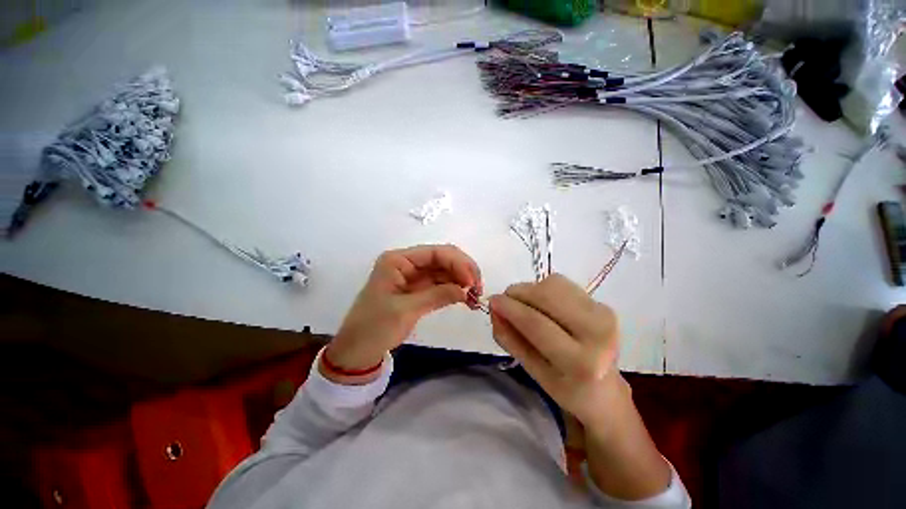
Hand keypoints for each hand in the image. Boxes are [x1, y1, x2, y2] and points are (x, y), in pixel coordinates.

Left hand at [324, 245, 481, 382]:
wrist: (358, 350)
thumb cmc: (374, 327)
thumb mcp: (405, 310)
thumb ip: (437, 295)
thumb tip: (466, 290)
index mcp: (398, 260)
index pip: (434, 253)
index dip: (457, 263)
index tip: (472, 282)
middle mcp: (407, 263)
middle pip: (442, 258)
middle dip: (462, 270)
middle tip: (478, 288)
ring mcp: (414, 276)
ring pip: (444, 271)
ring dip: (462, 280)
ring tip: (475, 296)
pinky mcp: (418, 289)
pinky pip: (441, 284)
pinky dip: (455, 290)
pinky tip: (466, 298)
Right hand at [488, 274, 621, 428]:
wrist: (606, 390)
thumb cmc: (566, 388)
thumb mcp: (532, 371)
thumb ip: (509, 338)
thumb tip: (494, 309)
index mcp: (581, 362)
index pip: (536, 323)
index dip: (510, 307)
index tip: (492, 300)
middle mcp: (598, 332)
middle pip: (545, 295)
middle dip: (518, 293)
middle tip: (505, 302)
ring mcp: (603, 313)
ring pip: (553, 285)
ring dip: (530, 290)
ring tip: (526, 306)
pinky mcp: (602, 303)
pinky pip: (562, 284)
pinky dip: (543, 289)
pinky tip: (544, 305)